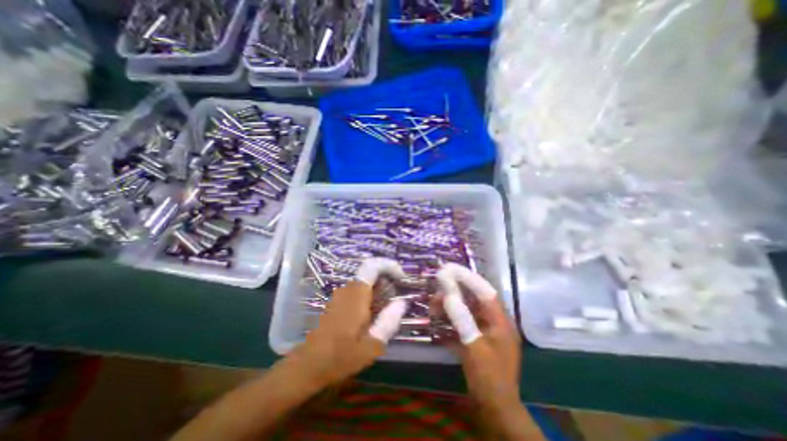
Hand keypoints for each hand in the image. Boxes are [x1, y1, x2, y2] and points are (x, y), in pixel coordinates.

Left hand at [289, 259, 409, 389]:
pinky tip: (375, 313)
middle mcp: (348, 289)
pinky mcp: (338, 301)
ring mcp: (341, 294)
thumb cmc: (341, 356)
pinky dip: (371, 294)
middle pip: (371, 272)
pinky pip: (358, 290)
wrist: (309, 364)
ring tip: (389, 306)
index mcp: (357, 295)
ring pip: (365, 281)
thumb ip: (388, 321)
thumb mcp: (371, 345)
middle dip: (387, 278)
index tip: (401, 277)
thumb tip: (402, 302)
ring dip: (380, 287)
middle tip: (398, 296)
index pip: (372, 265)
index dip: (389, 265)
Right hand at [436, 265, 521, 412]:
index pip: (485, 291)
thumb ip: (462, 319)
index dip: (468, 278)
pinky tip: (437, 320)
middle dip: (455, 292)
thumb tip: (448, 295)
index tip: (451, 269)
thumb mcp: (475, 347)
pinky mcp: (476, 339)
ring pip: (466, 311)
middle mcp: (493, 322)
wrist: (494, 410)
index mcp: (500, 321)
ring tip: (433, 304)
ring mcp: (484, 331)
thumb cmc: (489, 378)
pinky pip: (462, 323)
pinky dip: (450, 320)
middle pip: (473, 299)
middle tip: (437, 285)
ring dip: (449, 306)